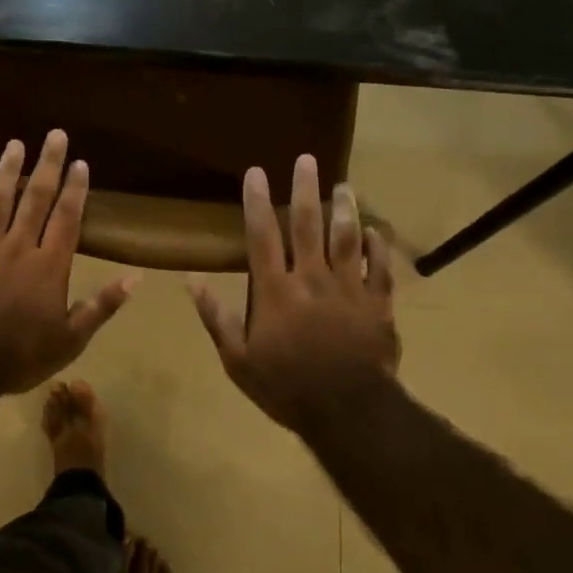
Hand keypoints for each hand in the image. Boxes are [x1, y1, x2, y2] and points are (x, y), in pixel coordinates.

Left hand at [0, 129, 135, 395]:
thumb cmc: (20, 355)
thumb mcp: (71, 340)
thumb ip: (101, 306)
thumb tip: (136, 278)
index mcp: (49, 265)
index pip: (67, 218)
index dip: (75, 189)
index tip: (81, 162)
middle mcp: (19, 246)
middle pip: (36, 199)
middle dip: (48, 165)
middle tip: (55, 135)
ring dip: (8, 171)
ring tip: (15, 144)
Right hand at [190, 155, 398, 432]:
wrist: (349, 413)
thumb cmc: (287, 387)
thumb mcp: (238, 360)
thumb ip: (217, 317)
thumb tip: (191, 280)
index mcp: (275, 290)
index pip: (262, 236)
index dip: (257, 201)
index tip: (256, 171)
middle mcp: (311, 278)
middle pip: (307, 225)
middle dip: (304, 189)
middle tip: (307, 159)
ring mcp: (349, 289)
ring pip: (346, 238)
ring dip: (344, 209)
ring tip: (343, 185)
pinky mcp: (378, 304)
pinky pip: (380, 268)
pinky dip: (378, 247)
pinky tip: (375, 230)